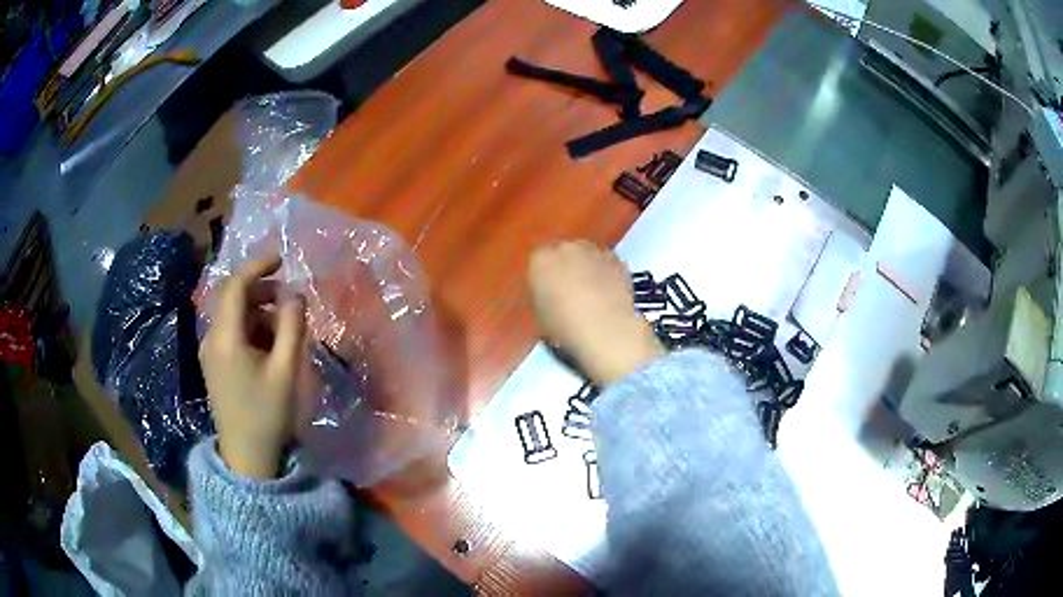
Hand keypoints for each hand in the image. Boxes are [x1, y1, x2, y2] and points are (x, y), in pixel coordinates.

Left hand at [200, 256, 305, 478]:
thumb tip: (295, 295)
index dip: (257, 266)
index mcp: (225, 338)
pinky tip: (270, 347)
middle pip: (233, 299)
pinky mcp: (214, 365)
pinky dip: (251, 330)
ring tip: (285, 329)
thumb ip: (291, 327)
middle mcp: (211, 339)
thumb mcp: (285, 370)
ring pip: (233, 317)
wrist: (247, 458)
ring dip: (259, 313)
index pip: (235, 286)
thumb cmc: (267, 415)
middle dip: (261, 291)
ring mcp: (210, 353)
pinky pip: (232, 333)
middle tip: (290, 299)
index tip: (281, 259)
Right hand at [528, 241, 664, 386]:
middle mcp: (566, 248)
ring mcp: (595, 251)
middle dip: (568, 266)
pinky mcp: (618, 260)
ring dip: (589, 267)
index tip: (549, 290)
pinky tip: (610, 292)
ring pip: (588, 254)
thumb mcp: (540, 316)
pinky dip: (608, 273)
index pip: (538, 260)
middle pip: (564, 252)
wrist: (605, 329)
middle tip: (571, 289)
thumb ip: (543, 297)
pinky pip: (608, 263)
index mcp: (540, 260)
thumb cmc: (565, 326)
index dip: (545, 275)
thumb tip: (551, 296)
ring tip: (593, 291)